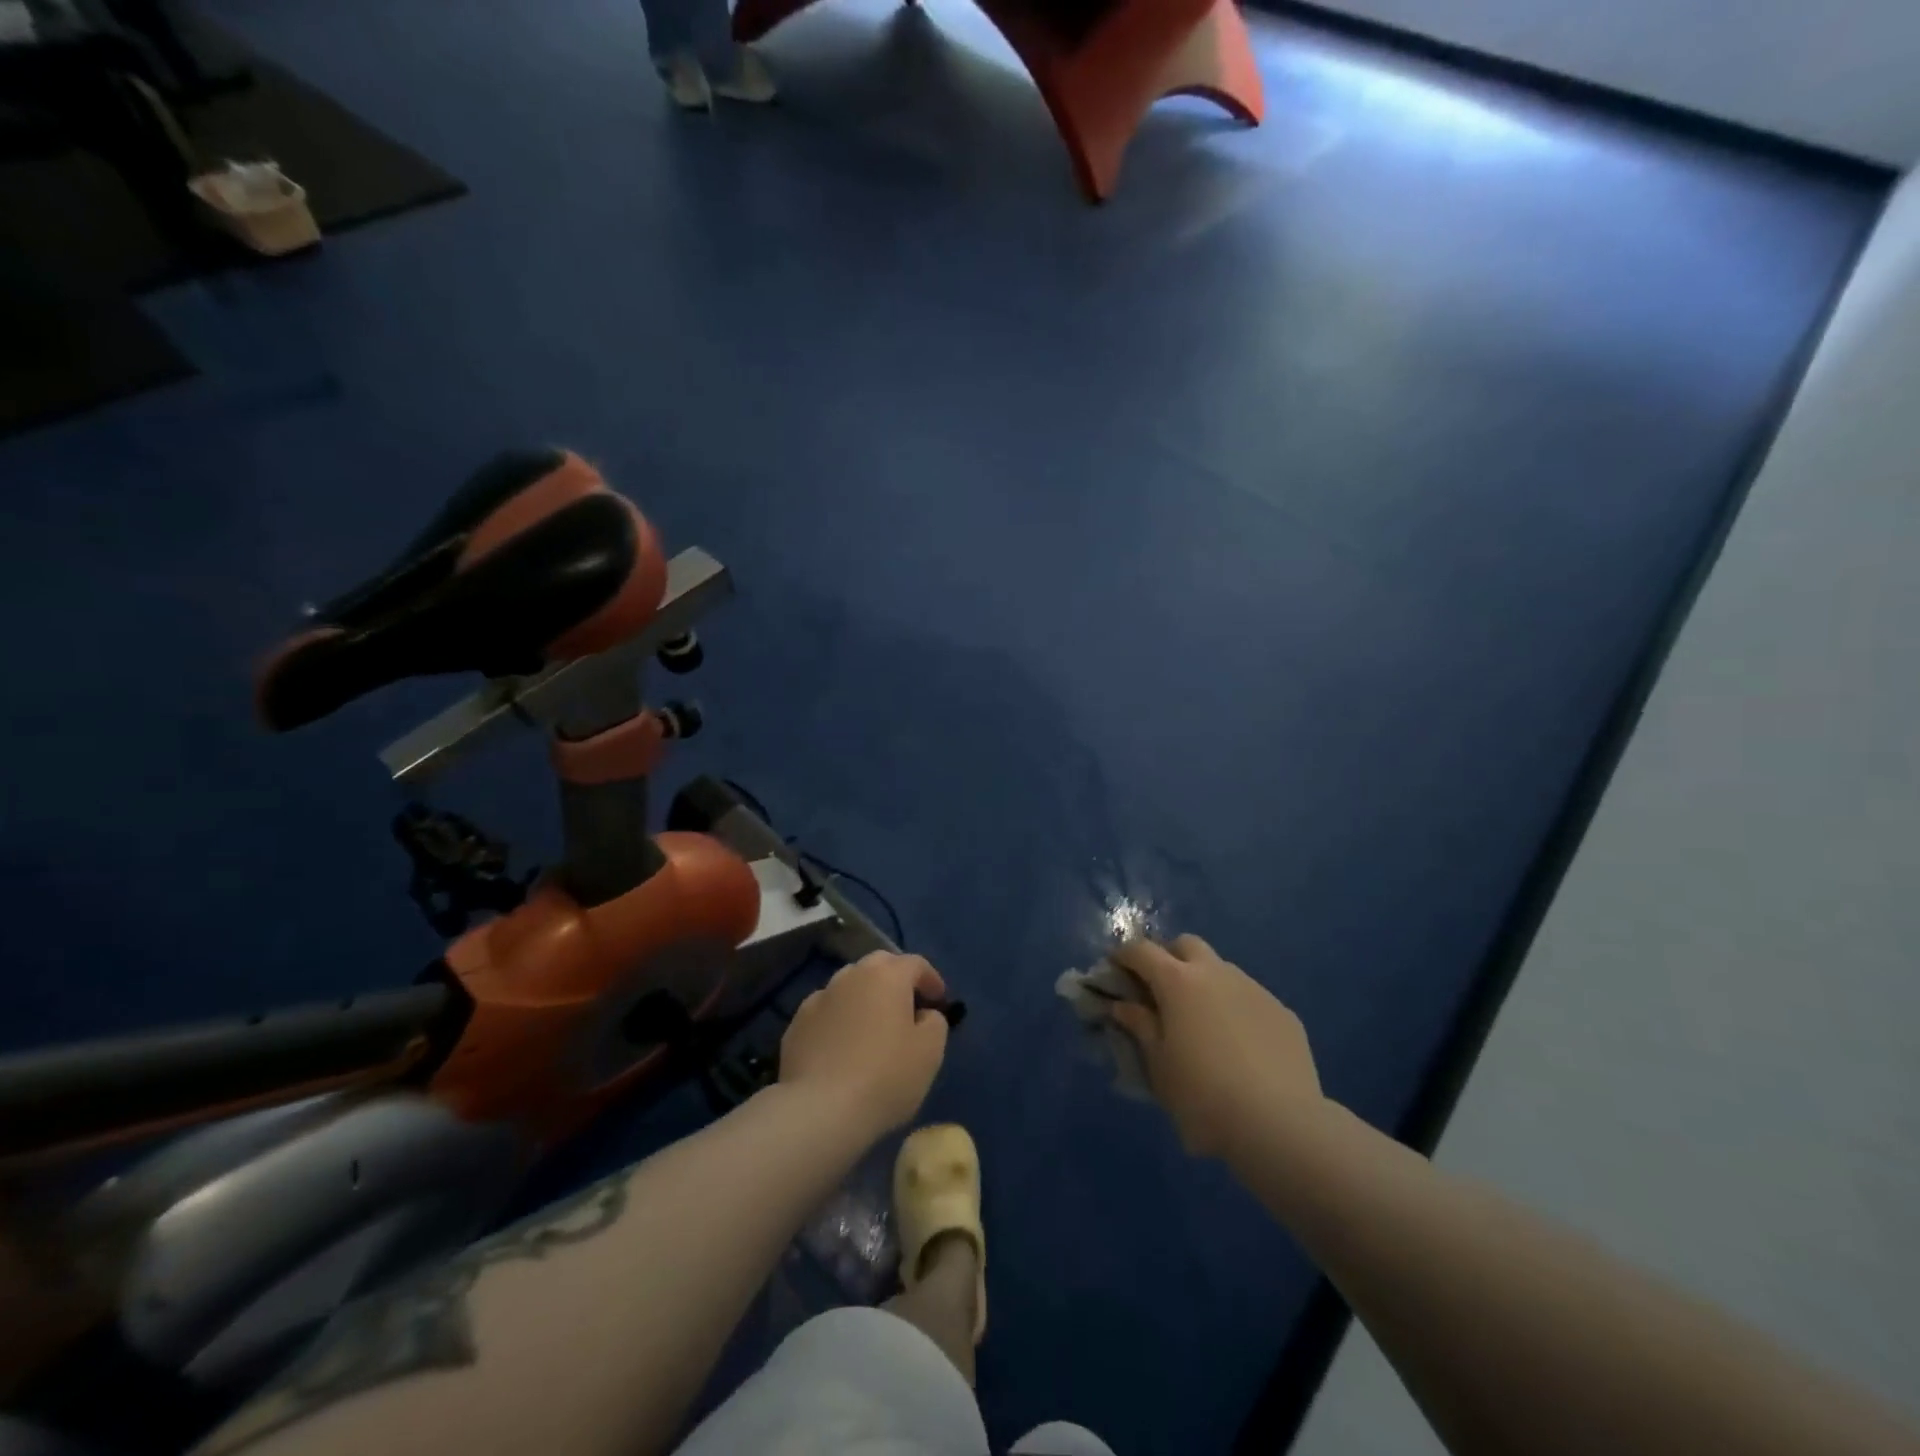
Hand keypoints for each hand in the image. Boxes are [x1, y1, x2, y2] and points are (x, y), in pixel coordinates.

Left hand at [780, 952, 950, 1137]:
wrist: (820, 1110)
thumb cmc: (885, 1076)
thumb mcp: (930, 1051)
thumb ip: (934, 1021)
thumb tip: (923, 1014)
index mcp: (887, 975)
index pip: (916, 963)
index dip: (932, 980)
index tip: (940, 1002)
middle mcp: (851, 976)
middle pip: (879, 966)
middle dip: (896, 980)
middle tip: (907, 1007)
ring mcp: (819, 998)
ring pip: (849, 987)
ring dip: (864, 999)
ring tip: (872, 1028)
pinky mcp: (796, 1024)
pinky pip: (827, 1013)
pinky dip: (839, 1021)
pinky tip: (842, 1048)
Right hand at [1110, 935, 1325, 1158]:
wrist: (1279, 1125)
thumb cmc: (1203, 1096)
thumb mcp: (1158, 1065)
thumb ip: (1140, 1027)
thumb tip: (1123, 1005)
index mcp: (1178, 982)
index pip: (1142, 951)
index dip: (1124, 956)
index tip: (1114, 970)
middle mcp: (1216, 973)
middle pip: (1186, 945)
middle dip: (1169, 957)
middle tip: (1160, 990)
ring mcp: (1254, 989)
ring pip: (1222, 969)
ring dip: (1204, 983)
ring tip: (1201, 1021)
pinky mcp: (1283, 1012)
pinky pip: (1250, 998)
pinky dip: (1235, 1008)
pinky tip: (1239, 1045)